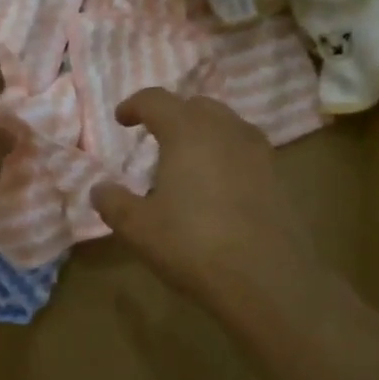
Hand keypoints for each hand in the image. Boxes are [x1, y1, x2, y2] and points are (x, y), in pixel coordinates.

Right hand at [91, 89, 320, 318]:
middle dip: (172, 115)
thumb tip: (99, 189)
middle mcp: (226, 130)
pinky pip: (246, 152)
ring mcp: (259, 152)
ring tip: (188, 162)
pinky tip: (218, 187)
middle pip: (196, 106)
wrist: (266, 279)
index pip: (156, 100)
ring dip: (203, 134)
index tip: (122, 119)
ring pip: (226, 126)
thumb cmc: (192, 244)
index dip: (134, 106)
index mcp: (188, 131)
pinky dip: (226, 157)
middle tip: (156, 139)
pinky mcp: (278, 177)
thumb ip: (113, 202)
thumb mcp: (138, 228)